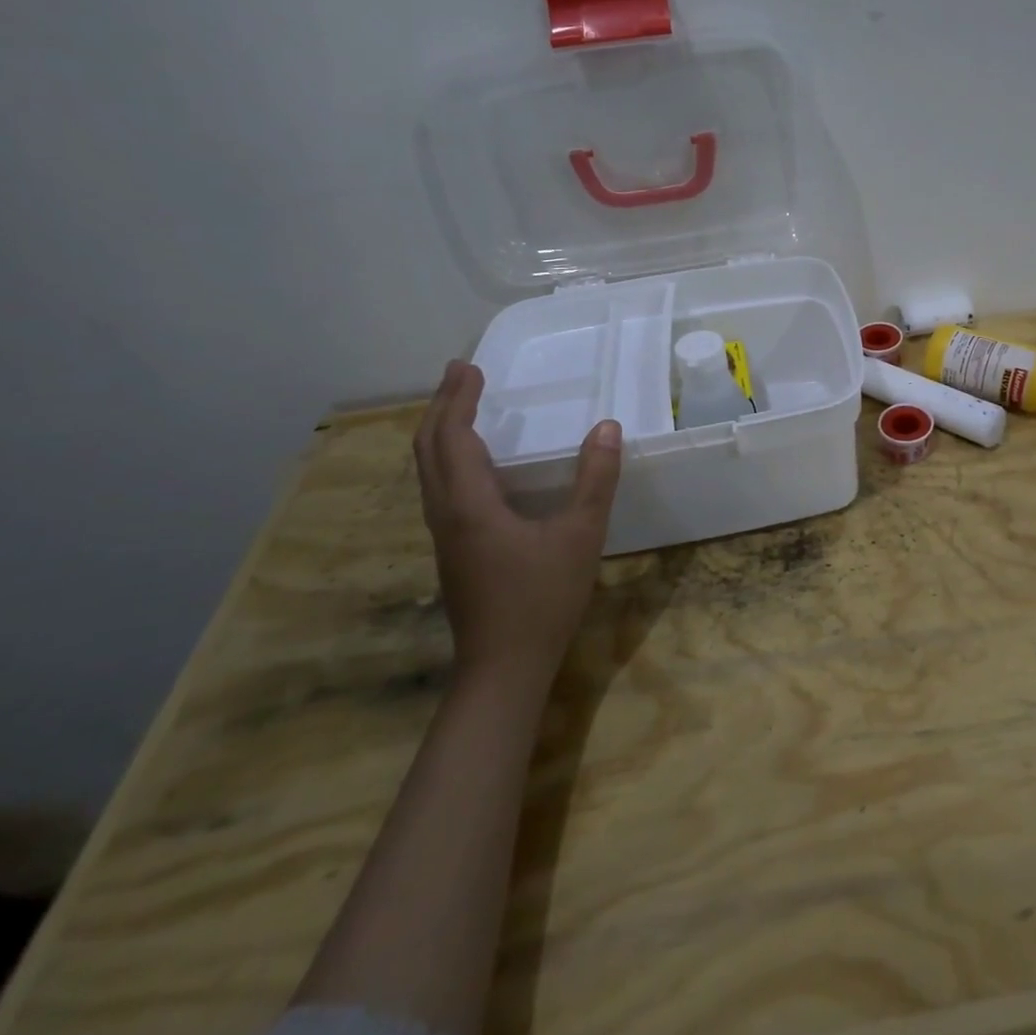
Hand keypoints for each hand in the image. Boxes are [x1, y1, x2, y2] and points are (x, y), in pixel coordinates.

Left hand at [413, 361, 621, 688]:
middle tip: (461, 374)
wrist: (503, 669)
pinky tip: (473, 464)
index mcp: (469, 503)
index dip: (458, 398)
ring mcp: (445, 534)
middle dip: (442, 406)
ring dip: (441, 432)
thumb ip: (595, 479)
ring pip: (429, 471)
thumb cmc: (542, 599)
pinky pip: (439, 488)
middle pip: (428, 449)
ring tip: (461, 407)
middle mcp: (446, 513)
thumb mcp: (581, 535)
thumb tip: (607, 427)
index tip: (469, 366)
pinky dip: (448, 458)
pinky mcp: (453, 550)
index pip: (452, 436)